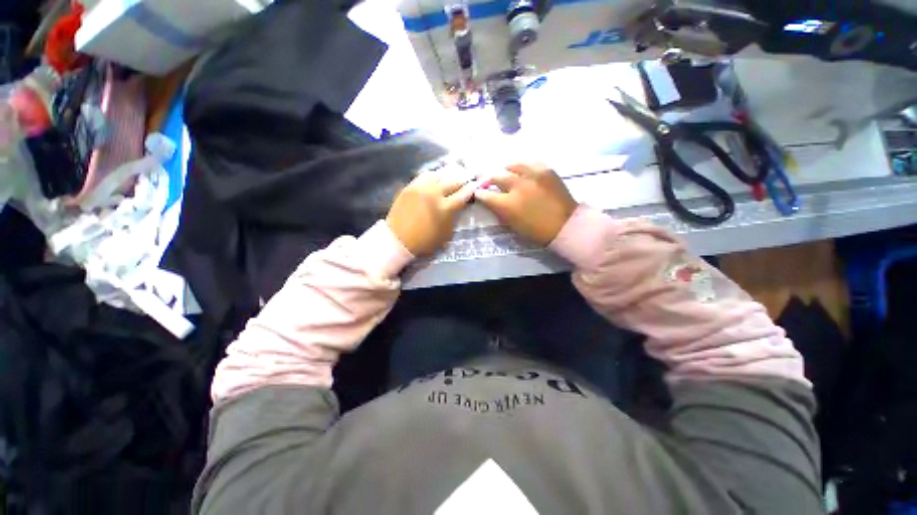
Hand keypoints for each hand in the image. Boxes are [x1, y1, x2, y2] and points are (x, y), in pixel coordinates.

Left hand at [386, 171, 477, 255]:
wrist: (398, 239)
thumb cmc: (424, 241)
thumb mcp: (446, 234)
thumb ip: (454, 217)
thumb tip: (459, 206)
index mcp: (445, 208)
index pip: (463, 194)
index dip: (471, 188)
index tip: (476, 185)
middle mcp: (434, 193)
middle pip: (453, 181)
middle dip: (462, 180)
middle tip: (466, 180)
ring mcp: (421, 188)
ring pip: (439, 174)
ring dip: (447, 176)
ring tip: (450, 178)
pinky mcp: (410, 186)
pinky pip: (425, 175)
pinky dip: (433, 176)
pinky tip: (435, 179)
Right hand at [474, 163, 576, 245]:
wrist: (565, 225)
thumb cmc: (536, 231)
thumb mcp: (512, 225)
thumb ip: (500, 211)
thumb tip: (492, 202)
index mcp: (507, 204)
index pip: (485, 194)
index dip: (480, 193)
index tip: (479, 193)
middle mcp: (517, 186)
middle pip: (496, 176)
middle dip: (490, 180)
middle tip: (490, 182)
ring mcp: (532, 175)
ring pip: (512, 165)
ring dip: (506, 170)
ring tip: (506, 172)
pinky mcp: (546, 170)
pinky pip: (530, 162)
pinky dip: (523, 167)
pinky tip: (523, 170)